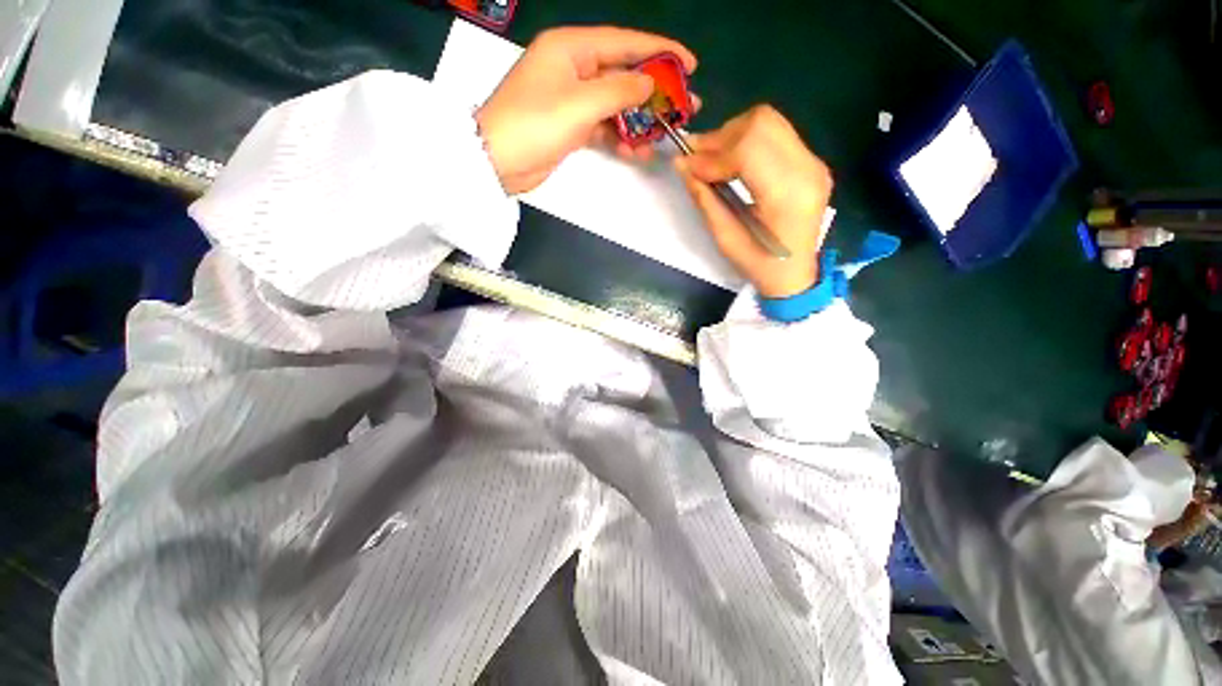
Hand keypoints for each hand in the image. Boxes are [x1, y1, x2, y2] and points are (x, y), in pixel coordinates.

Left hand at [476, 27, 696, 194]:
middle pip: (622, 75)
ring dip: (637, 123)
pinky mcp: (570, 125)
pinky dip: (619, 138)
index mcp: (572, 48)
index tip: (688, 64)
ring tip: (661, 138)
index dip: (659, 51)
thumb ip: (619, 91)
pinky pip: (603, 126)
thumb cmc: (535, 124)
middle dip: (653, 94)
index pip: (624, 43)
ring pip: (615, 105)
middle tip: (682, 107)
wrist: (498, 162)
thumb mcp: (580, 103)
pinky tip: (635, 152)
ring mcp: (571, 99)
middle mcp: (573, 68)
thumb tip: (648, 84)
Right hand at [675, 106, 832, 298]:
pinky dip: (746, 140)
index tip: (687, 166)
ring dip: (732, 135)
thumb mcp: (725, 238)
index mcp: (788, 195)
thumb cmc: (758, 265)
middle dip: (720, 137)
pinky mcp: (810, 161)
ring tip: (711, 159)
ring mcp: (813, 161)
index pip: (748, 150)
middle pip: (760, 124)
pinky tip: (730, 160)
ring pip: (768, 122)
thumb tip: (682, 165)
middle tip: (695, 157)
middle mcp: (808, 169)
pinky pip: (775, 133)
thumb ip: (705, 198)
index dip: (712, 155)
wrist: (794, 274)